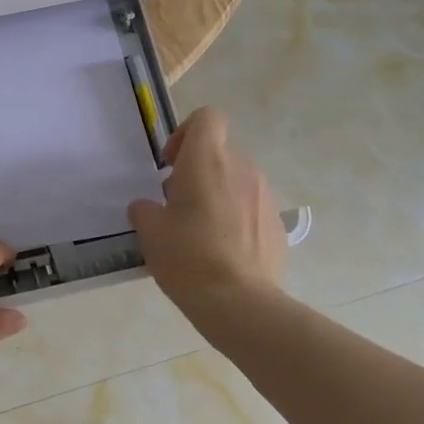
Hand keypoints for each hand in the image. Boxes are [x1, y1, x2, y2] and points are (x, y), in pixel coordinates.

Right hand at [127, 107, 287, 326]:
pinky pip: (251, 208)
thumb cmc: (188, 257)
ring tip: (200, 232)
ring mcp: (265, 196)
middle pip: (218, 153)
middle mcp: (241, 168)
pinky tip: (223, 252)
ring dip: (217, 195)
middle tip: (177, 205)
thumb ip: (145, 209)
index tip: (171, 163)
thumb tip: (148, 207)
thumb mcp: (150, 232)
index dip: (186, 132)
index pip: (207, 118)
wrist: (241, 305)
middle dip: (197, 171)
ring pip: (236, 181)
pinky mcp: (278, 225)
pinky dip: (236, 219)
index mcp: (207, 160)